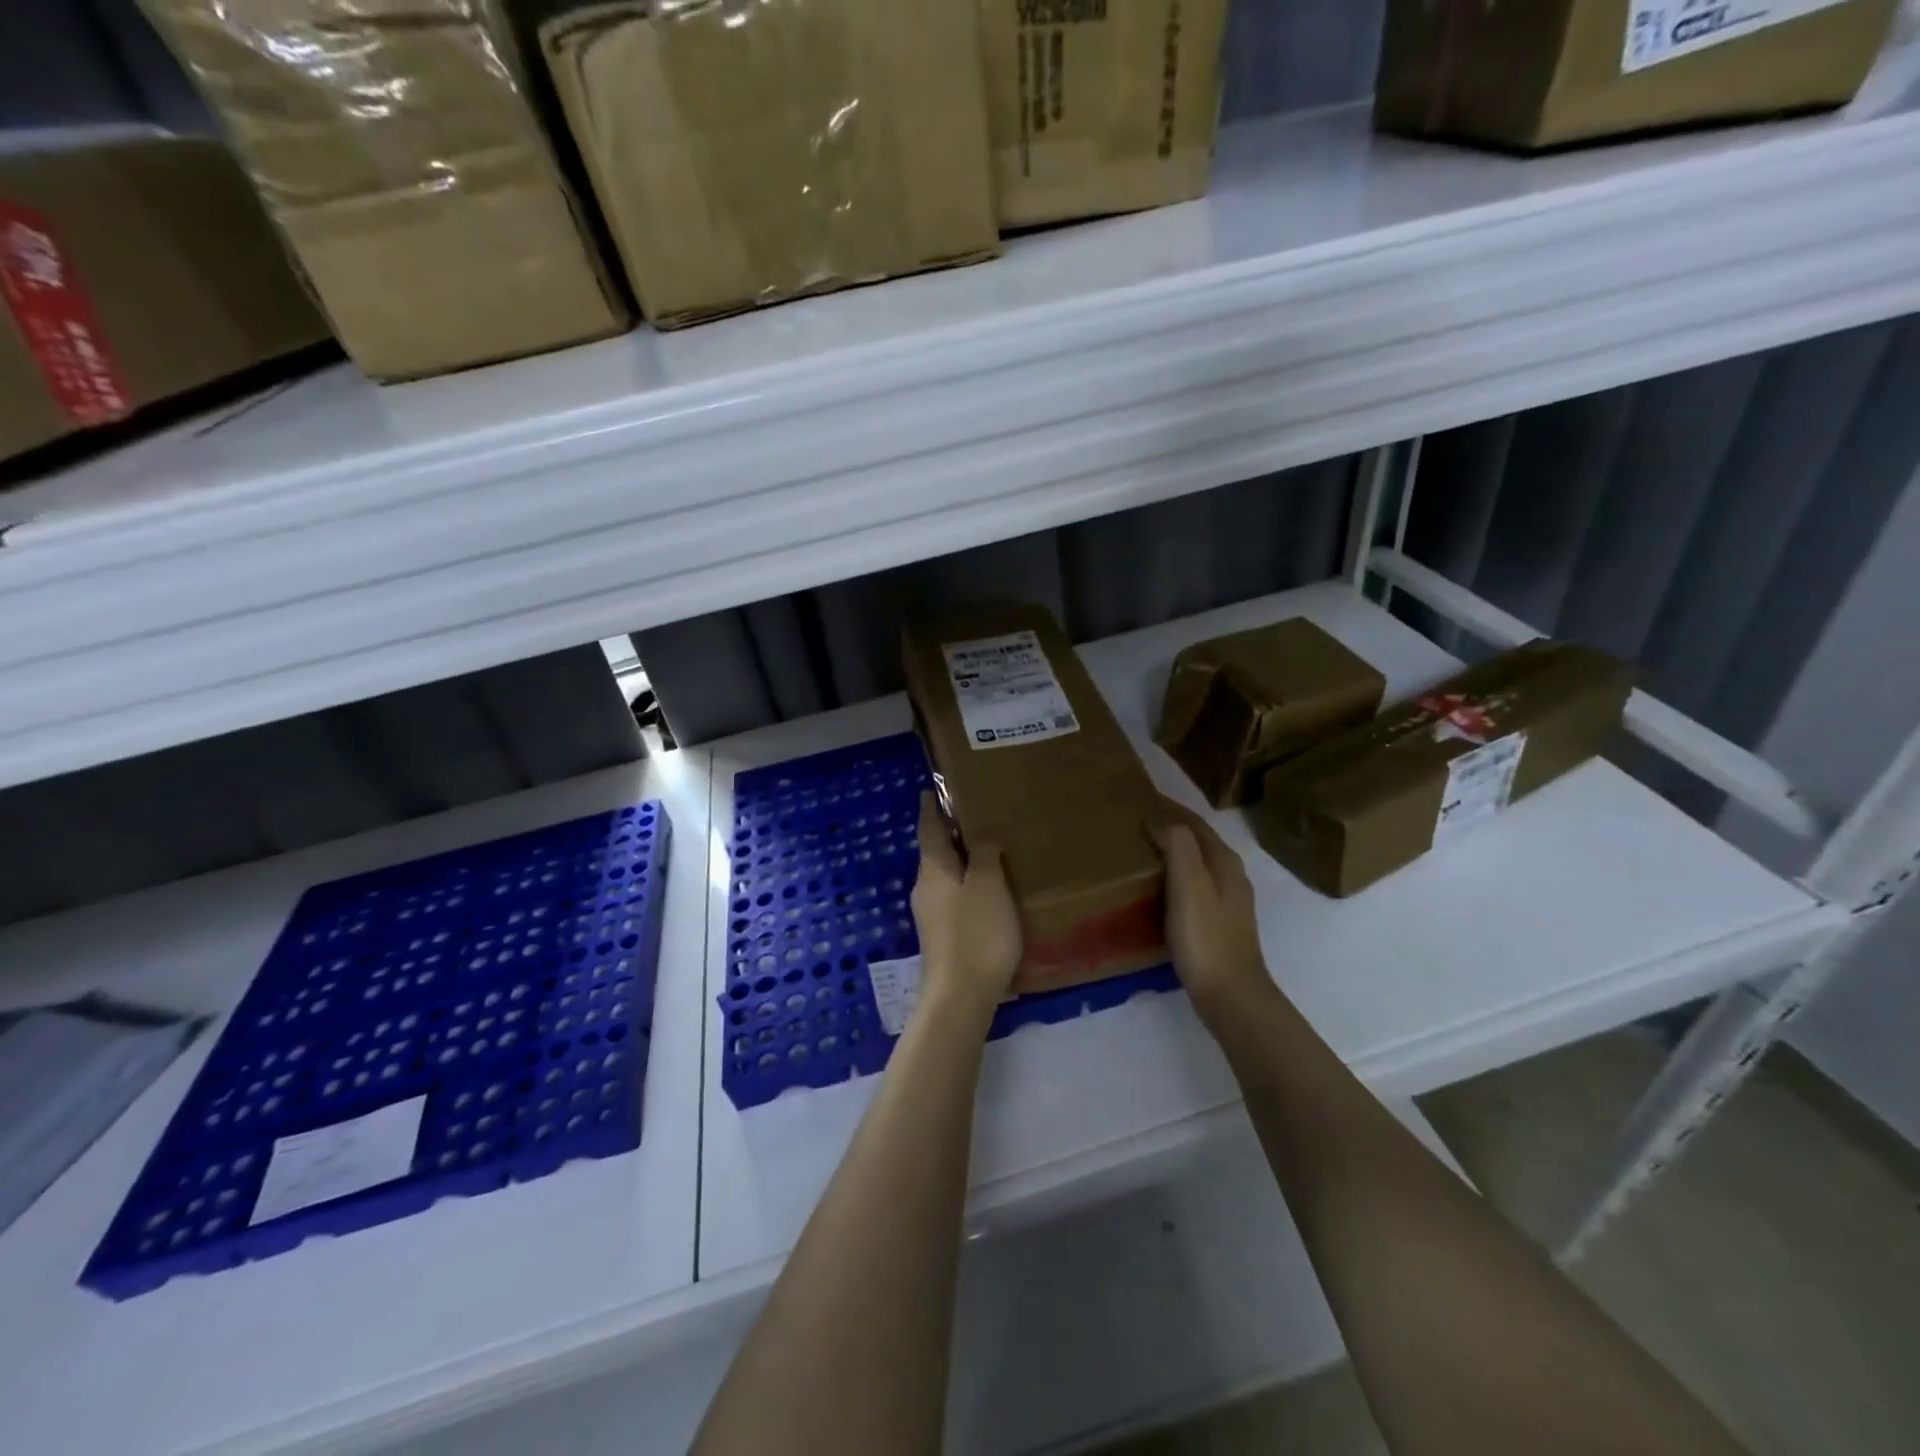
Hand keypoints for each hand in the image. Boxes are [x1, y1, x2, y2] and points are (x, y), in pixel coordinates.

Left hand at [911, 793, 1021, 1026]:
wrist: (959, 998)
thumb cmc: (976, 934)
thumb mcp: (988, 886)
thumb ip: (984, 854)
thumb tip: (980, 833)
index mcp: (933, 869)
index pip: (928, 828)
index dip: (932, 808)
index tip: (933, 790)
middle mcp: (925, 888)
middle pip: (935, 852)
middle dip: (951, 835)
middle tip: (977, 818)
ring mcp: (930, 915)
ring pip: (945, 877)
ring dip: (962, 863)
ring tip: (989, 854)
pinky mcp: (941, 938)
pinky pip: (953, 899)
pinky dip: (967, 887)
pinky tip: (988, 894)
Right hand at [1150, 796, 1273, 1025]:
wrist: (1230, 995)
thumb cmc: (1206, 937)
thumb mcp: (1189, 885)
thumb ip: (1179, 846)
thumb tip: (1161, 820)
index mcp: (1225, 862)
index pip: (1196, 823)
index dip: (1171, 808)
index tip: (1142, 797)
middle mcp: (1230, 877)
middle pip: (1198, 842)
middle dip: (1171, 828)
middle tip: (1135, 823)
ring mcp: (1227, 903)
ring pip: (1196, 865)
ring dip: (1172, 853)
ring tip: (1141, 852)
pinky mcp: (1218, 926)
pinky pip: (1192, 888)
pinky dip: (1173, 878)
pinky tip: (1156, 890)